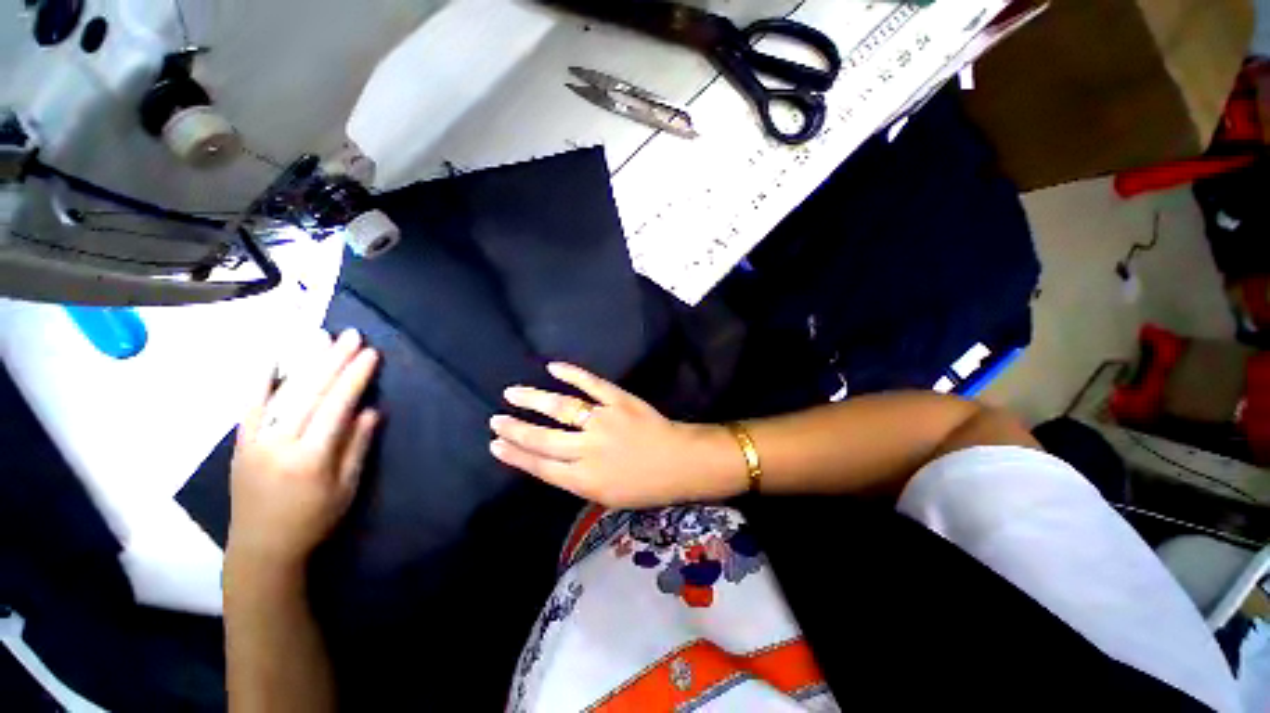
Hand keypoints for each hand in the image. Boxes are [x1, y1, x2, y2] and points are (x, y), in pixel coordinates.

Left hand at [227, 329, 379, 572]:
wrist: (261, 547)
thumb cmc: (314, 520)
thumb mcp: (346, 488)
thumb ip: (357, 446)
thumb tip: (371, 410)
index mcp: (311, 458)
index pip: (336, 407)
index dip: (355, 378)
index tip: (371, 354)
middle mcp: (279, 444)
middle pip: (310, 393)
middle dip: (333, 360)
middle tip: (351, 335)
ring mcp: (255, 441)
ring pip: (282, 393)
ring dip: (304, 362)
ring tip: (321, 336)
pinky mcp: (240, 443)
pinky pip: (249, 406)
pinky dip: (259, 380)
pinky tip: (270, 359)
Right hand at [489, 363, 744, 508]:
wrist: (680, 463)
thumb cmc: (646, 486)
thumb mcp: (607, 497)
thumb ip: (578, 480)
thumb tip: (551, 463)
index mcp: (585, 479)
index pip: (540, 465)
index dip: (515, 454)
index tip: (494, 444)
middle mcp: (588, 449)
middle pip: (543, 438)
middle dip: (515, 429)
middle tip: (495, 419)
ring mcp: (604, 421)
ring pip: (561, 407)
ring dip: (534, 399)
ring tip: (513, 393)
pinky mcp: (619, 400)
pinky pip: (592, 384)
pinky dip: (572, 373)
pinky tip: (554, 367)